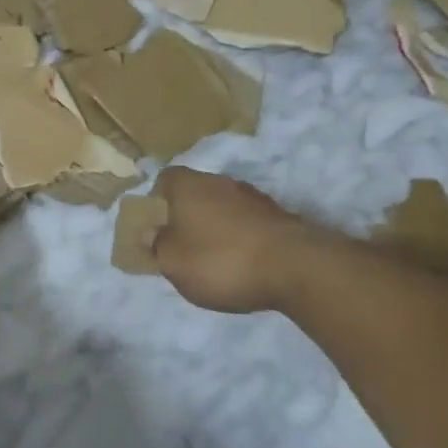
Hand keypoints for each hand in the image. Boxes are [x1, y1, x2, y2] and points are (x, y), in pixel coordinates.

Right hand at [152, 167, 323, 313]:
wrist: (297, 268)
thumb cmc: (220, 260)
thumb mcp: (172, 262)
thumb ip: (156, 245)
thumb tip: (150, 232)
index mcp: (189, 185)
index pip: (165, 179)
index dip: (157, 200)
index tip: (156, 225)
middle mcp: (221, 182)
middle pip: (196, 193)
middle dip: (188, 215)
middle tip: (182, 245)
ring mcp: (255, 198)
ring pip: (224, 208)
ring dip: (217, 227)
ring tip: (215, 259)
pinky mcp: (281, 217)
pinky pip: (249, 224)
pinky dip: (242, 238)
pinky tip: (243, 264)